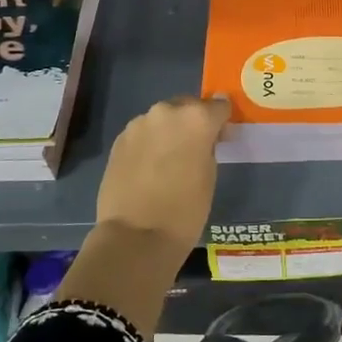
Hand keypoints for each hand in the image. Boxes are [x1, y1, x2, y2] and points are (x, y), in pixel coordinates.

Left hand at [95, 95, 231, 254]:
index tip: (222, 137)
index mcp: (196, 118)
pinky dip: (150, 143)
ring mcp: (139, 124)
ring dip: (170, 131)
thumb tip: (204, 137)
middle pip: (187, 106)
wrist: (136, 236)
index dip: (222, 121)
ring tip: (170, 159)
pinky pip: (143, 133)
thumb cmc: (185, 209)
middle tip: (196, 148)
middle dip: (194, 122)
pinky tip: (150, 167)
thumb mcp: (210, 174)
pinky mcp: (119, 140)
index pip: (218, 106)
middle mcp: (166, 112)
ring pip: (162, 119)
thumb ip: (208, 146)